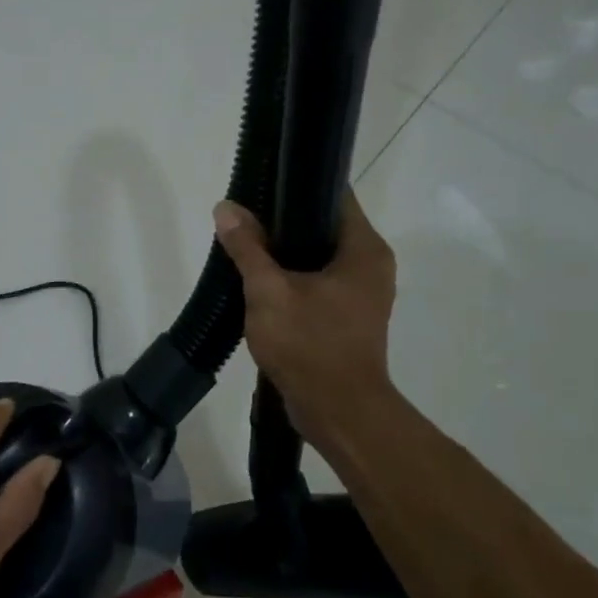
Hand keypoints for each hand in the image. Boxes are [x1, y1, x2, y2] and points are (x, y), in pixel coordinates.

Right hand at [213, 192, 397, 452]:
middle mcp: (370, 265)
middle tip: (244, 217)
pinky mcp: (349, 317)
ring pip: (318, 256)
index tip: (262, 184)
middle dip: (283, 221)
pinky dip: (292, 278)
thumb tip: (226, 207)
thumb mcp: (268, 291)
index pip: (334, 195)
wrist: (338, 413)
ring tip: (245, 245)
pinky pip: (318, 282)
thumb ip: (247, 247)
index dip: (298, 183)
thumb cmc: (309, 345)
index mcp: (363, 249)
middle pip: (324, 225)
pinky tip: (260, 282)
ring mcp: (362, 293)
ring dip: (284, 253)